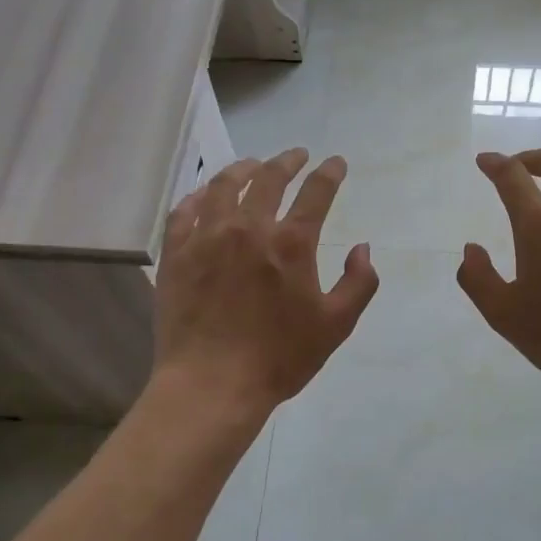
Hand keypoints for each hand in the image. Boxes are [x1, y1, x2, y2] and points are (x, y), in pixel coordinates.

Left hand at [153, 149, 378, 419]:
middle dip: (288, 161)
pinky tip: (205, 195)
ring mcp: (207, 237)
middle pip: (269, 178)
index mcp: (291, 243)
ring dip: (243, 169)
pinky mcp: (177, 253)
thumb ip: (358, 282)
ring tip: (253, 165)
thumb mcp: (336, 325)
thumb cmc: (279, 357)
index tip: (336, 163)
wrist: (211, 384)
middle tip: (297, 155)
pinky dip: (199, 196)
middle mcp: (248, 228)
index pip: (316, 192)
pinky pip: (185, 211)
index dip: (330, 172)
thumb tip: (363, 248)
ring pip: (224, 186)